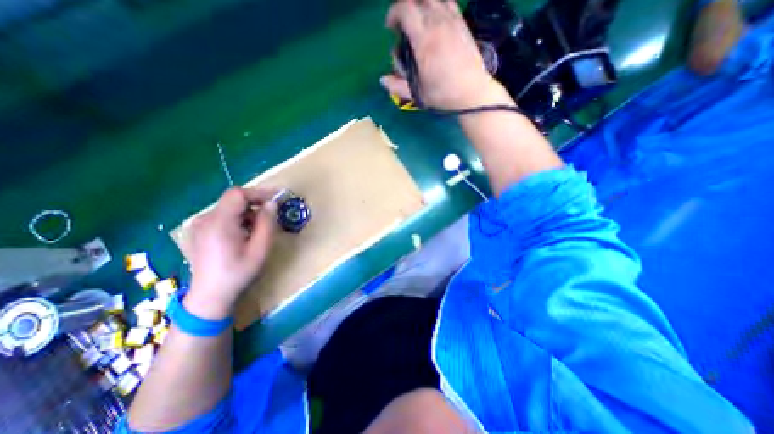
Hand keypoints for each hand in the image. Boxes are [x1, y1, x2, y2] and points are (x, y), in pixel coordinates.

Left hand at [185, 187, 278, 317]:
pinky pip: (223, 216)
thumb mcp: (260, 249)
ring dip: (247, 214)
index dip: (259, 193)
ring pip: (229, 208)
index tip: (276, 200)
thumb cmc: (238, 272)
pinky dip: (238, 220)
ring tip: (257, 231)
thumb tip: (272, 204)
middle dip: (255, 205)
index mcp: (219, 223)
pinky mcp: (199, 231)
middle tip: (271, 218)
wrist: (210, 295)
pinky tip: (243, 235)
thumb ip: (267, 223)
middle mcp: (205, 219)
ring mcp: (199, 225)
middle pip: (233, 200)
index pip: (238, 194)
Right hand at [380, 0, 508, 110]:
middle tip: (401, 24)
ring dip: (420, 4)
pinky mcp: (462, 22)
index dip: (393, 14)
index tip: (390, 28)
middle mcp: (438, 23)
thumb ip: (398, 86)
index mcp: (424, 41)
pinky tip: (434, 18)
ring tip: (417, 20)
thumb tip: (382, 80)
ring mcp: (452, 20)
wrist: (472, 93)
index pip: (404, 9)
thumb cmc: (443, 95)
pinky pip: (448, 1)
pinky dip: (437, 4)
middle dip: (404, 7)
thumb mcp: (417, 94)